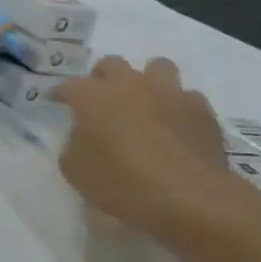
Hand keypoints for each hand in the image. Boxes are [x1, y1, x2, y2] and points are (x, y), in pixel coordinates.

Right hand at [55, 57, 249, 240]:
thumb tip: (82, 136)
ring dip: (147, 81)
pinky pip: (188, 97)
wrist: (191, 197)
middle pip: (111, 64)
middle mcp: (129, 84)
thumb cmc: (122, 183)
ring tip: (145, 104)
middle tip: (103, 100)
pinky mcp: (201, 110)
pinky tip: (177, 126)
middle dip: (103, 78)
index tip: (59, 103)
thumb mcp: (76, 170)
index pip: (69, 85)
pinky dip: (179, 107)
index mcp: (92, 95)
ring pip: (156, 67)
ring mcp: (168, 93)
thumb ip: (73, 145)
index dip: (62, 94)